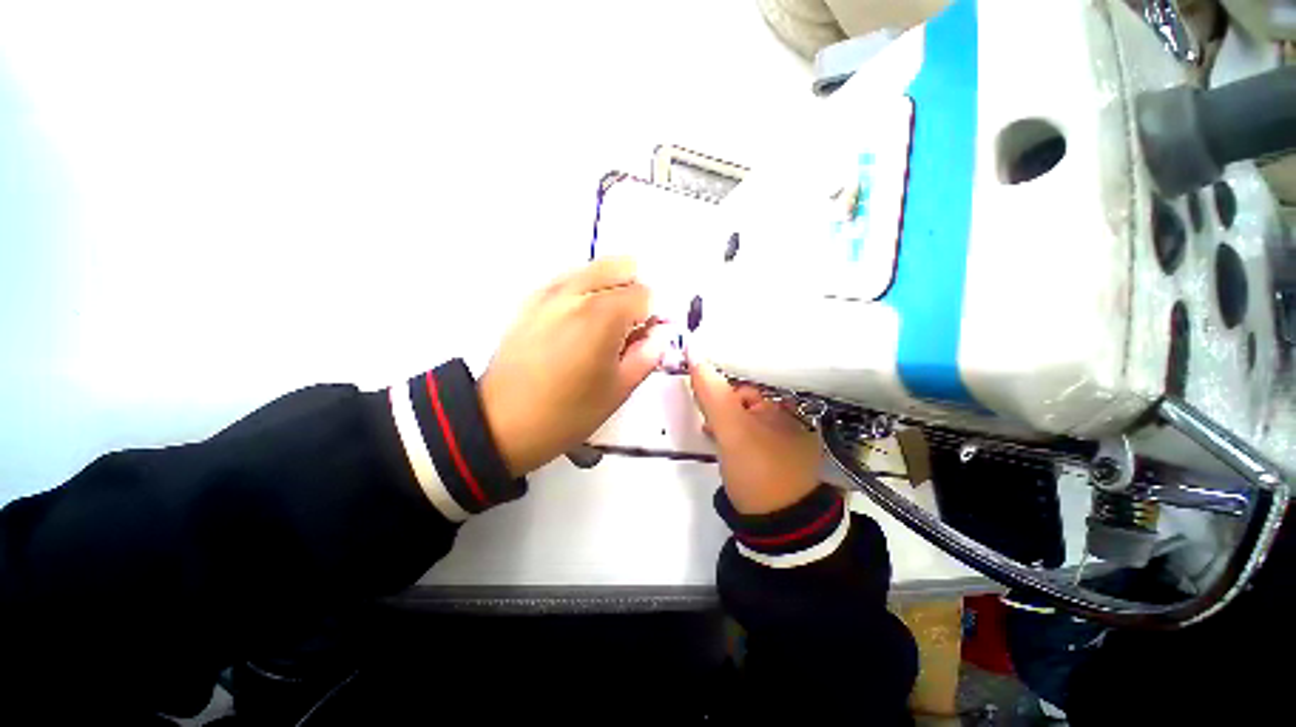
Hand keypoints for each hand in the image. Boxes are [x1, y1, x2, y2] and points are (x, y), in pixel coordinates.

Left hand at [479, 258, 670, 476]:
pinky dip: (585, 290)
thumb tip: (659, 333)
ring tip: (604, 325)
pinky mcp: (531, 300)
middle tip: (631, 325)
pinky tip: (579, 322)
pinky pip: (569, 279)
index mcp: (602, 314)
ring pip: (595, 268)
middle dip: (635, 291)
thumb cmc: (567, 412)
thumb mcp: (619, 389)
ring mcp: (550, 292)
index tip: (647, 336)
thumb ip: (648, 353)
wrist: (502, 422)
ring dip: (611, 288)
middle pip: (622, 266)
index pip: (646, 293)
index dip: (654, 315)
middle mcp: (576, 292)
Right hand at [688, 355, 821, 514]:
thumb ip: (712, 392)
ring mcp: (783, 435)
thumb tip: (693, 352)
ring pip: (744, 413)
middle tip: (706, 415)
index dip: (721, 378)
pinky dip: (731, 431)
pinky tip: (718, 438)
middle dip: (721, 401)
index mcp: (786, 403)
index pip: (748, 376)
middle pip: (746, 394)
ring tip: (709, 428)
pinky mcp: (773, 453)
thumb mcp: (732, 428)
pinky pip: (747, 430)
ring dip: (723, 416)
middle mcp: (789, 415)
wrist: (778, 526)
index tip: (701, 388)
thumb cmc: (757, 469)